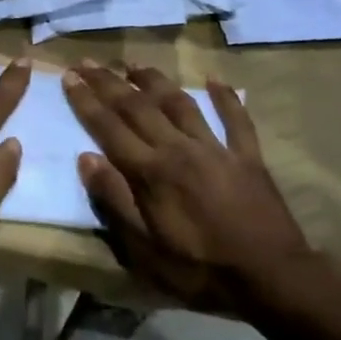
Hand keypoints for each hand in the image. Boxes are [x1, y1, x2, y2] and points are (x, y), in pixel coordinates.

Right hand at [62, 62, 310, 309]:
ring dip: (154, 80)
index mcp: (151, 172)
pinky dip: (225, 97)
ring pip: (179, 103)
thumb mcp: (145, 249)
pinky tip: (214, 78)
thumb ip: (114, 200)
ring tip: (133, 63)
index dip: (86, 100)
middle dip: (109, 82)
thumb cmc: (199, 270)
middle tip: (87, 61)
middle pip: (138, 106)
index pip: (109, 127)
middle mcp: (179, 148)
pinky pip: (235, 119)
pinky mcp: (247, 157)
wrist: (271, 278)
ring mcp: (216, 149)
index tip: (69, 76)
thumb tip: (85, 158)